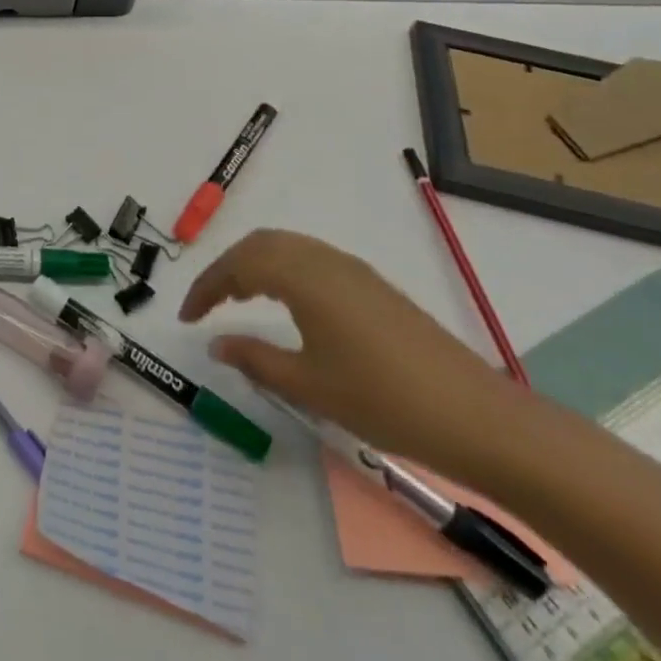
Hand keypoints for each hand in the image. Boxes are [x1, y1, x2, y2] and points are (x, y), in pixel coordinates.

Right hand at [179, 229, 521, 474]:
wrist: (474, 416)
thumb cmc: (382, 400)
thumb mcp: (308, 385)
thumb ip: (255, 359)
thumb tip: (216, 343)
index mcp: (303, 276)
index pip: (238, 265)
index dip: (206, 288)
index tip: (186, 317)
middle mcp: (324, 259)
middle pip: (261, 244)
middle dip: (227, 269)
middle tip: (208, 305)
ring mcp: (352, 269)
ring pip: (288, 247)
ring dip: (255, 265)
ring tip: (240, 302)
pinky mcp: (372, 285)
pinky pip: (311, 259)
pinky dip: (283, 270)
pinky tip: (286, 305)